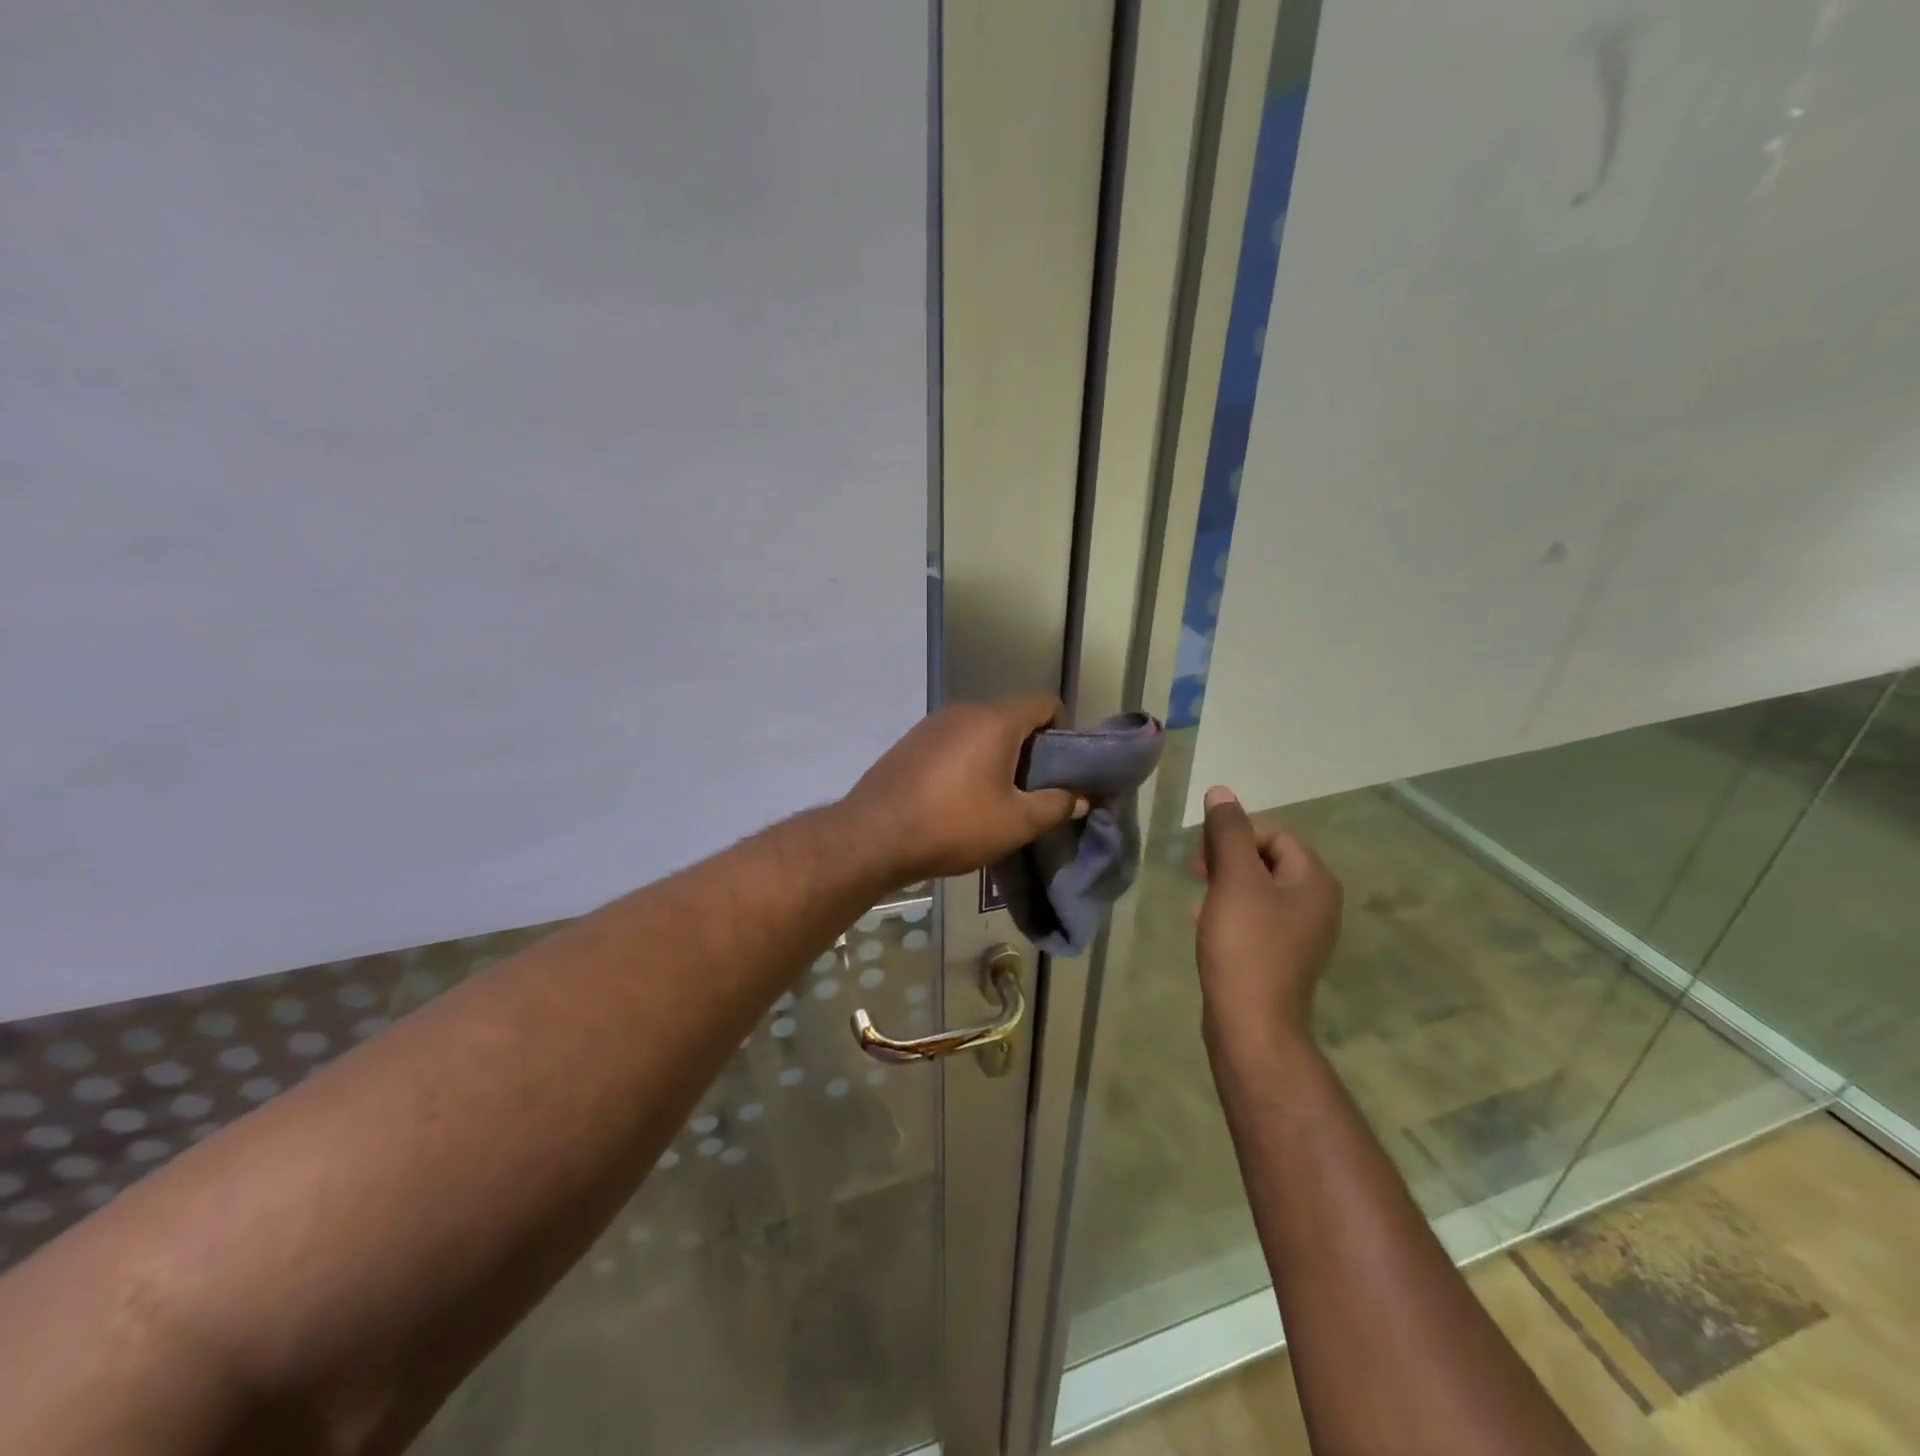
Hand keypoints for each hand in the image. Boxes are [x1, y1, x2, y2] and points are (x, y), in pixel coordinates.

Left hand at [843, 695, 1087, 883]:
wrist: (874, 836)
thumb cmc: (953, 825)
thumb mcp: (1015, 823)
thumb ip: (1055, 806)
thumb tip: (1080, 798)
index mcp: (995, 721)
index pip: (1044, 701)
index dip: (1062, 728)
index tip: (1060, 766)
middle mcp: (963, 711)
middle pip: (1011, 716)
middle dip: (1029, 747)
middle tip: (1031, 789)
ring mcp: (931, 724)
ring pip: (979, 730)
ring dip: (996, 755)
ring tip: (994, 797)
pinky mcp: (909, 742)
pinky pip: (952, 741)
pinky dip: (966, 760)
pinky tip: (957, 798)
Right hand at [1196, 786, 1342, 1044]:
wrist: (1251, 1025)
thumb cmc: (1245, 945)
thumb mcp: (1234, 880)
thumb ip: (1228, 833)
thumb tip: (1221, 792)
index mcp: (1314, 881)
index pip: (1275, 834)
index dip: (1236, 834)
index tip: (1203, 856)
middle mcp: (1317, 903)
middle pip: (1268, 859)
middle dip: (1229, 858)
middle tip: (1196, 872)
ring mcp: (1301, 934)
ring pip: (1259, 889)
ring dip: (1225, 883)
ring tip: (1197, 897)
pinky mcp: (1281, 956)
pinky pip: (1255, 917)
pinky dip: (1229, 910)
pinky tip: (1203, 922)